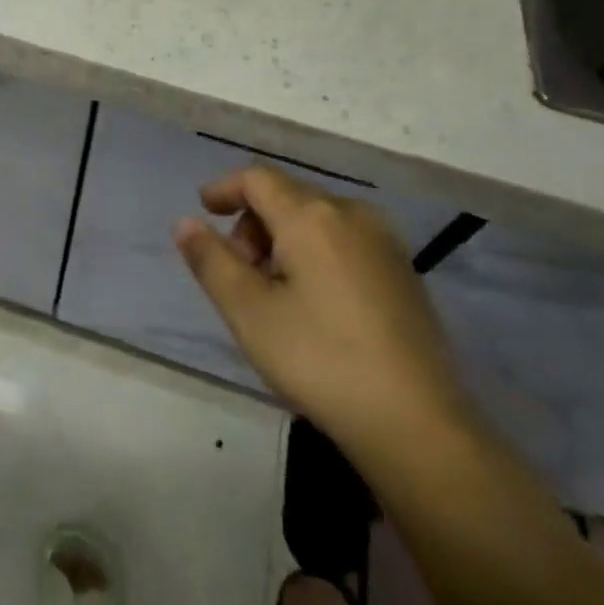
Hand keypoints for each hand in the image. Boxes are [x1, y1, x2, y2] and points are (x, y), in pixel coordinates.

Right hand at [174, 167, 470, 453]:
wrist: (419, 425)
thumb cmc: (321, 360)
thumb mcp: (249, 312)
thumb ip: (211, 260)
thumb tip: (185, 222)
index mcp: (311, 216)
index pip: (257, 178)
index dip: (225, 188)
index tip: (204, 210)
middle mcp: (351, 213)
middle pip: (288, 196)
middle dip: (253, 222)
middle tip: (238, 272)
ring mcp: (384, 242)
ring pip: (318, 219)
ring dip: (284, 239)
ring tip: (274, 292)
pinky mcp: (404, 272)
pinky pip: (345, 240)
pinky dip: (316, 252)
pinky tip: (315, 303)